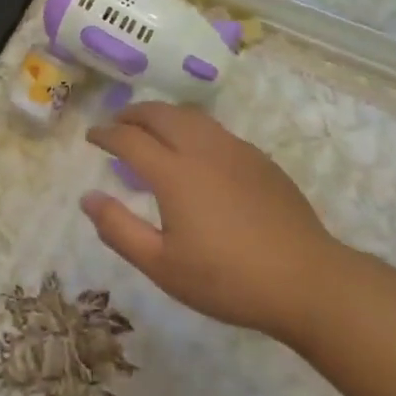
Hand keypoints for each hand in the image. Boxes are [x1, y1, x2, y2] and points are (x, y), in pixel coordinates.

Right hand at [82, 103, 345, 339]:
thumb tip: (87, 197)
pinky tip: (196, 150)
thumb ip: (119, 229)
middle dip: (132, 113)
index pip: (129, 139)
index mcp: (173, 172)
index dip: (105, 134)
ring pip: (191, 116)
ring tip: (151, 128)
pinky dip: (192, 128)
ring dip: (163, 115)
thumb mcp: (162, 265)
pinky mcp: (259, 160)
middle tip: (117, 123)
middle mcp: (202, 149)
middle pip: (160, 114)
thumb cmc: (227, 279)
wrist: (307, 281)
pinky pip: (216, 130)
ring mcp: (235, 151)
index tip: (91, 136)